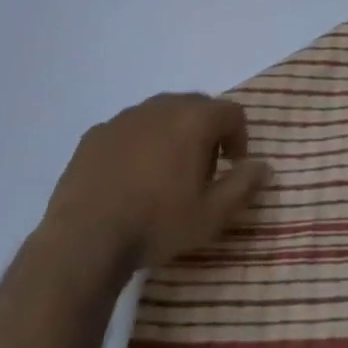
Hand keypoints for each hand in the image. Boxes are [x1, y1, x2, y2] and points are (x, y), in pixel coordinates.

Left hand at [38, 93, 270, 283]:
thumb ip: (243, 186)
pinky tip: (127, 181)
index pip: (232, 113)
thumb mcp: (211, 216)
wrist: (83, 241)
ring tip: (163, 178)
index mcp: (194, 119)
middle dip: (205, 134)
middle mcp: (162, 106)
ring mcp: (125, 117)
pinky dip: (137, 146)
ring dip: (170, 137)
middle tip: (200, 174)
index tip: (232, 168)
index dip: (238, 138)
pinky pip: (128, 131)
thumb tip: (265, 166)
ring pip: (160, 116)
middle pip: (196, 108)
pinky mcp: (95, 134)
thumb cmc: (155, 224)